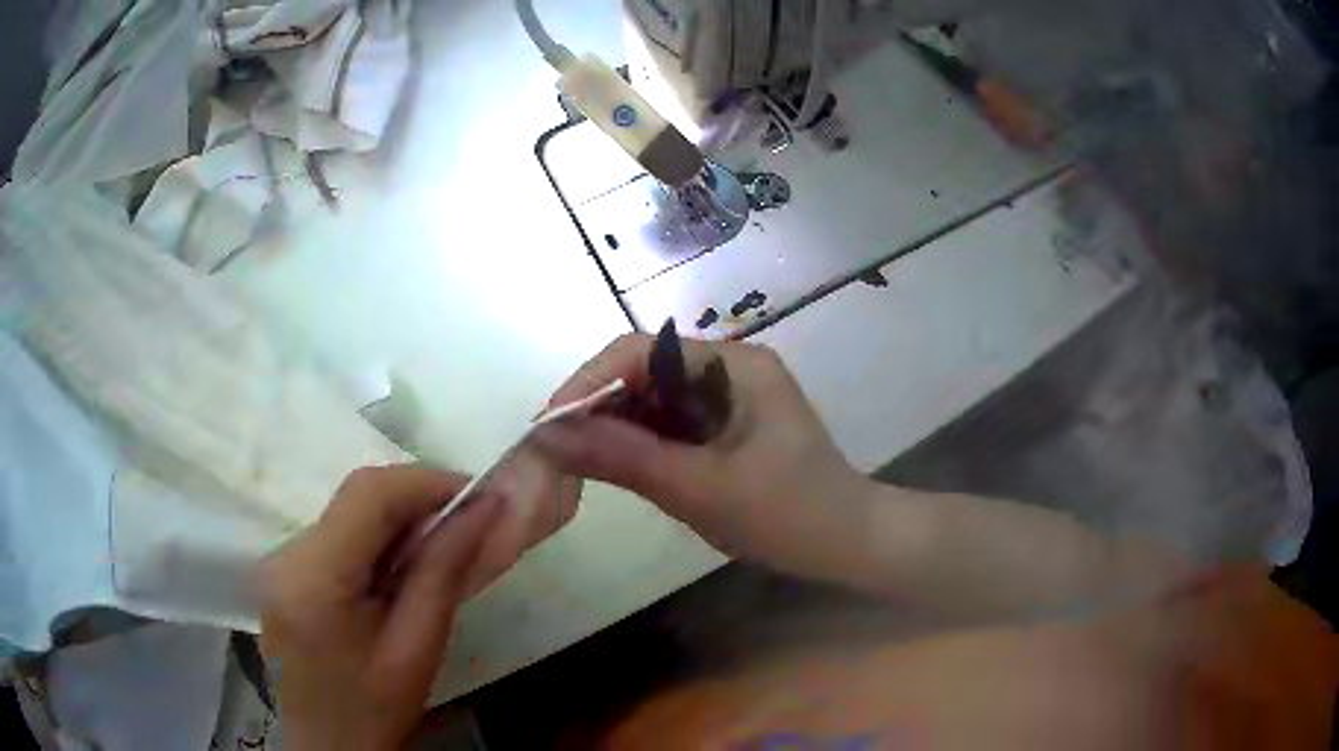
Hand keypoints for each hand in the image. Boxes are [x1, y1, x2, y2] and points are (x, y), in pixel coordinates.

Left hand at [259, 466, 501, 749]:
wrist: (323, 748)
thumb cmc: (372, 713)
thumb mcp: (416, 650)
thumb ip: (443, 573)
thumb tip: (484, 509)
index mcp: (313, 578)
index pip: (369, 494)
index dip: (427, 481)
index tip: (480, 495)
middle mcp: (285, 554)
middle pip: (356, 497)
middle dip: (417, 499)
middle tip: (469, 522)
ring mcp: (277, 559)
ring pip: (347, 510)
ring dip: (398, 519)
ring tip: (441, 547)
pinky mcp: (282, 570)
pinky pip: (336, 533)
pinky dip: (375, 538)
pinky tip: (399, 569)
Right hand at [533, 335, 874, 581]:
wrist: (850, 545)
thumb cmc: (788, 515)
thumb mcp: (699, 488)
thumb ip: (623, 458)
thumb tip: (548, 435)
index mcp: (733, 364)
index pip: (640, 350)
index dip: (588, 381)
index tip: (549, 424)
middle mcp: (729, 368)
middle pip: (644, 372)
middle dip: (599, 407)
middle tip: (558, 450)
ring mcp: (730, 397)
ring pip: (654, 400)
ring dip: (617, 427)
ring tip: (578, 461)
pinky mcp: (729, 426)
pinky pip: (672, 424)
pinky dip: (642, 444)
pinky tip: (620, 468)